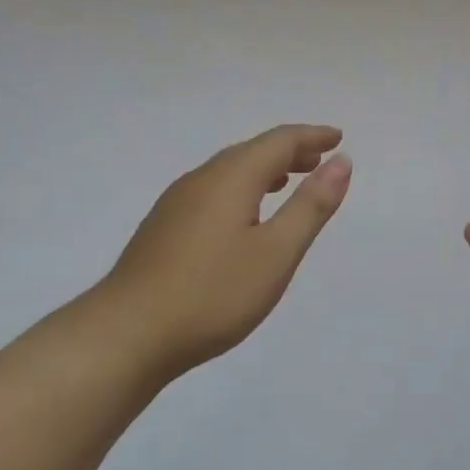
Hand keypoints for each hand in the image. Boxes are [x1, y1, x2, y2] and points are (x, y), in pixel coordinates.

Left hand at [102, 124, 351, 379]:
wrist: (129, 333)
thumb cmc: (213, 294)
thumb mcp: (276, 253)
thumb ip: (310, 206)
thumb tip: (341, 162)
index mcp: (230, 179)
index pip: (278, 142)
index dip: (311, 137)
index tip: (338, 138)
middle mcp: (200, 180)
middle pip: (250, 152)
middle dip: (288, 152)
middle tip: (318, 161)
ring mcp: (175, 204)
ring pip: (227, 173)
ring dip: (263, 171)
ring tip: (287, 182)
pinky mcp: (163, 229)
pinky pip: (211, 192)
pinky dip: (240, 190)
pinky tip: (243, 216)